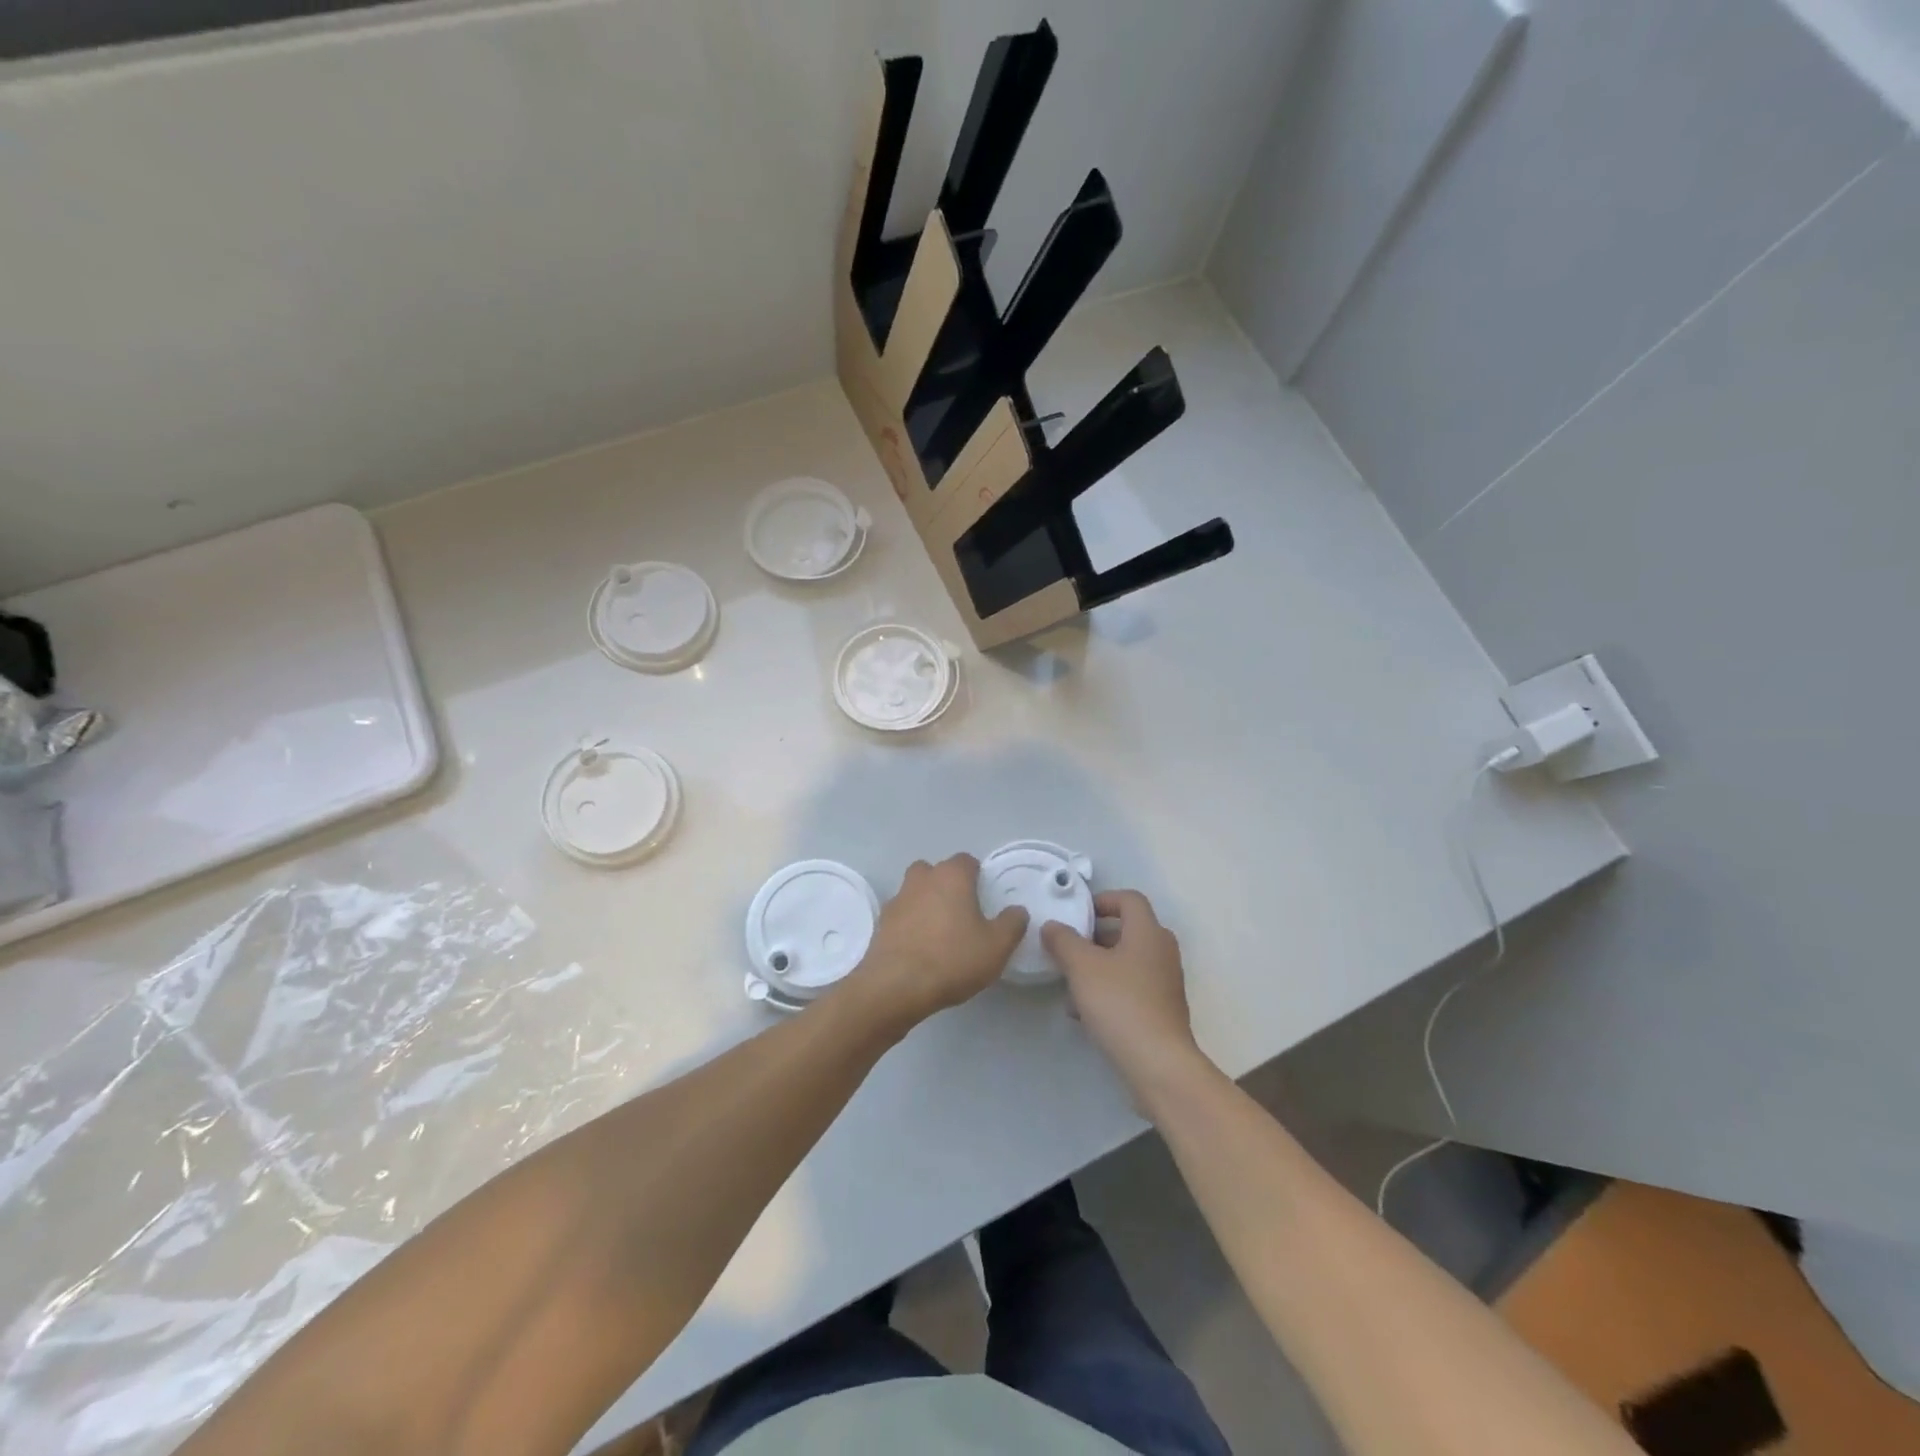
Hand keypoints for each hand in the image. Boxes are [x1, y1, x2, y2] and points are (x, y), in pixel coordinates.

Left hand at [843, 855, 1027, 1030]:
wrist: (896, 986)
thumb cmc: (952, 959)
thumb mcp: (996, 946)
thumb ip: (1012, 924)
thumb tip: (1017, 911)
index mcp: (951, 876)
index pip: (966, 861)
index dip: (977, 876)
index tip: (984, 897)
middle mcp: (922, 879)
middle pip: (936, 871)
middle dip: (947, 885)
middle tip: (962, 912)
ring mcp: (898, 899)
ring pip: (915, 890)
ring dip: (926, 902)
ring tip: (940, 931)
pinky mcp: (882, 923)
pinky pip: (902, 914)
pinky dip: (910, 923)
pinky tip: (920, 947)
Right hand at [1042, 890, 1207, 1101]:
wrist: (1158, 1064)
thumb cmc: (1120, 1003)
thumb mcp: (1082, 967)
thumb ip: (1063, 941)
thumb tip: (1053, 926)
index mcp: (1148, 932)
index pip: (1129, 899)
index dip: (1102, 900)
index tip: (1077, 915)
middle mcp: (1162, 951)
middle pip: (1127, 930)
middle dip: (1094, 937)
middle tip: (1068, 948)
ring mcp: (1165, 982)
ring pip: (1126, 961)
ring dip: (1098, 966)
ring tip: (1070, 984)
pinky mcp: (1162, 1010)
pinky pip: (1131, 987)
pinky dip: (1109, 990)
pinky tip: (1083, 1012)